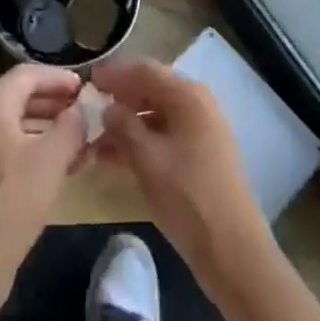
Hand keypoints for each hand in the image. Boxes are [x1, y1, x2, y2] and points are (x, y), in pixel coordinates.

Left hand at [0, 64, 87, 308]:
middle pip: (22, 96)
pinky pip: (12, 144)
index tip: (87, 89)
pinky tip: (65, 163)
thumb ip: (72, 125)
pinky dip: (37, 146)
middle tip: (88, 111)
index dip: (60, 78)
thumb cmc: (14, 200)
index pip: (28, 74)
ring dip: (51, 126)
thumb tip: (85, 107)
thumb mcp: (52, 158)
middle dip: (57, 102)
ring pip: (18, 122)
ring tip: (83, 138)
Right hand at [92, 57, 271, 288]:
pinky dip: (142, 141)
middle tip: (89, 112)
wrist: (233, 250)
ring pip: (157, 115)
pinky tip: (116, 159)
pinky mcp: (202, 154)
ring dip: (127, 124)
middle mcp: (198, 104)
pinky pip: (165, 135)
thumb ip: (123, 126)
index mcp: (187, 95)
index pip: (144, 70)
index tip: (87, 82)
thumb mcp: (146, 159)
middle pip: (151, 89)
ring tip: (95, 142)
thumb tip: (107, 108)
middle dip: (120, 100)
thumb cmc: (187, 197)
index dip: (114, 74)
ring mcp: (202, 129)